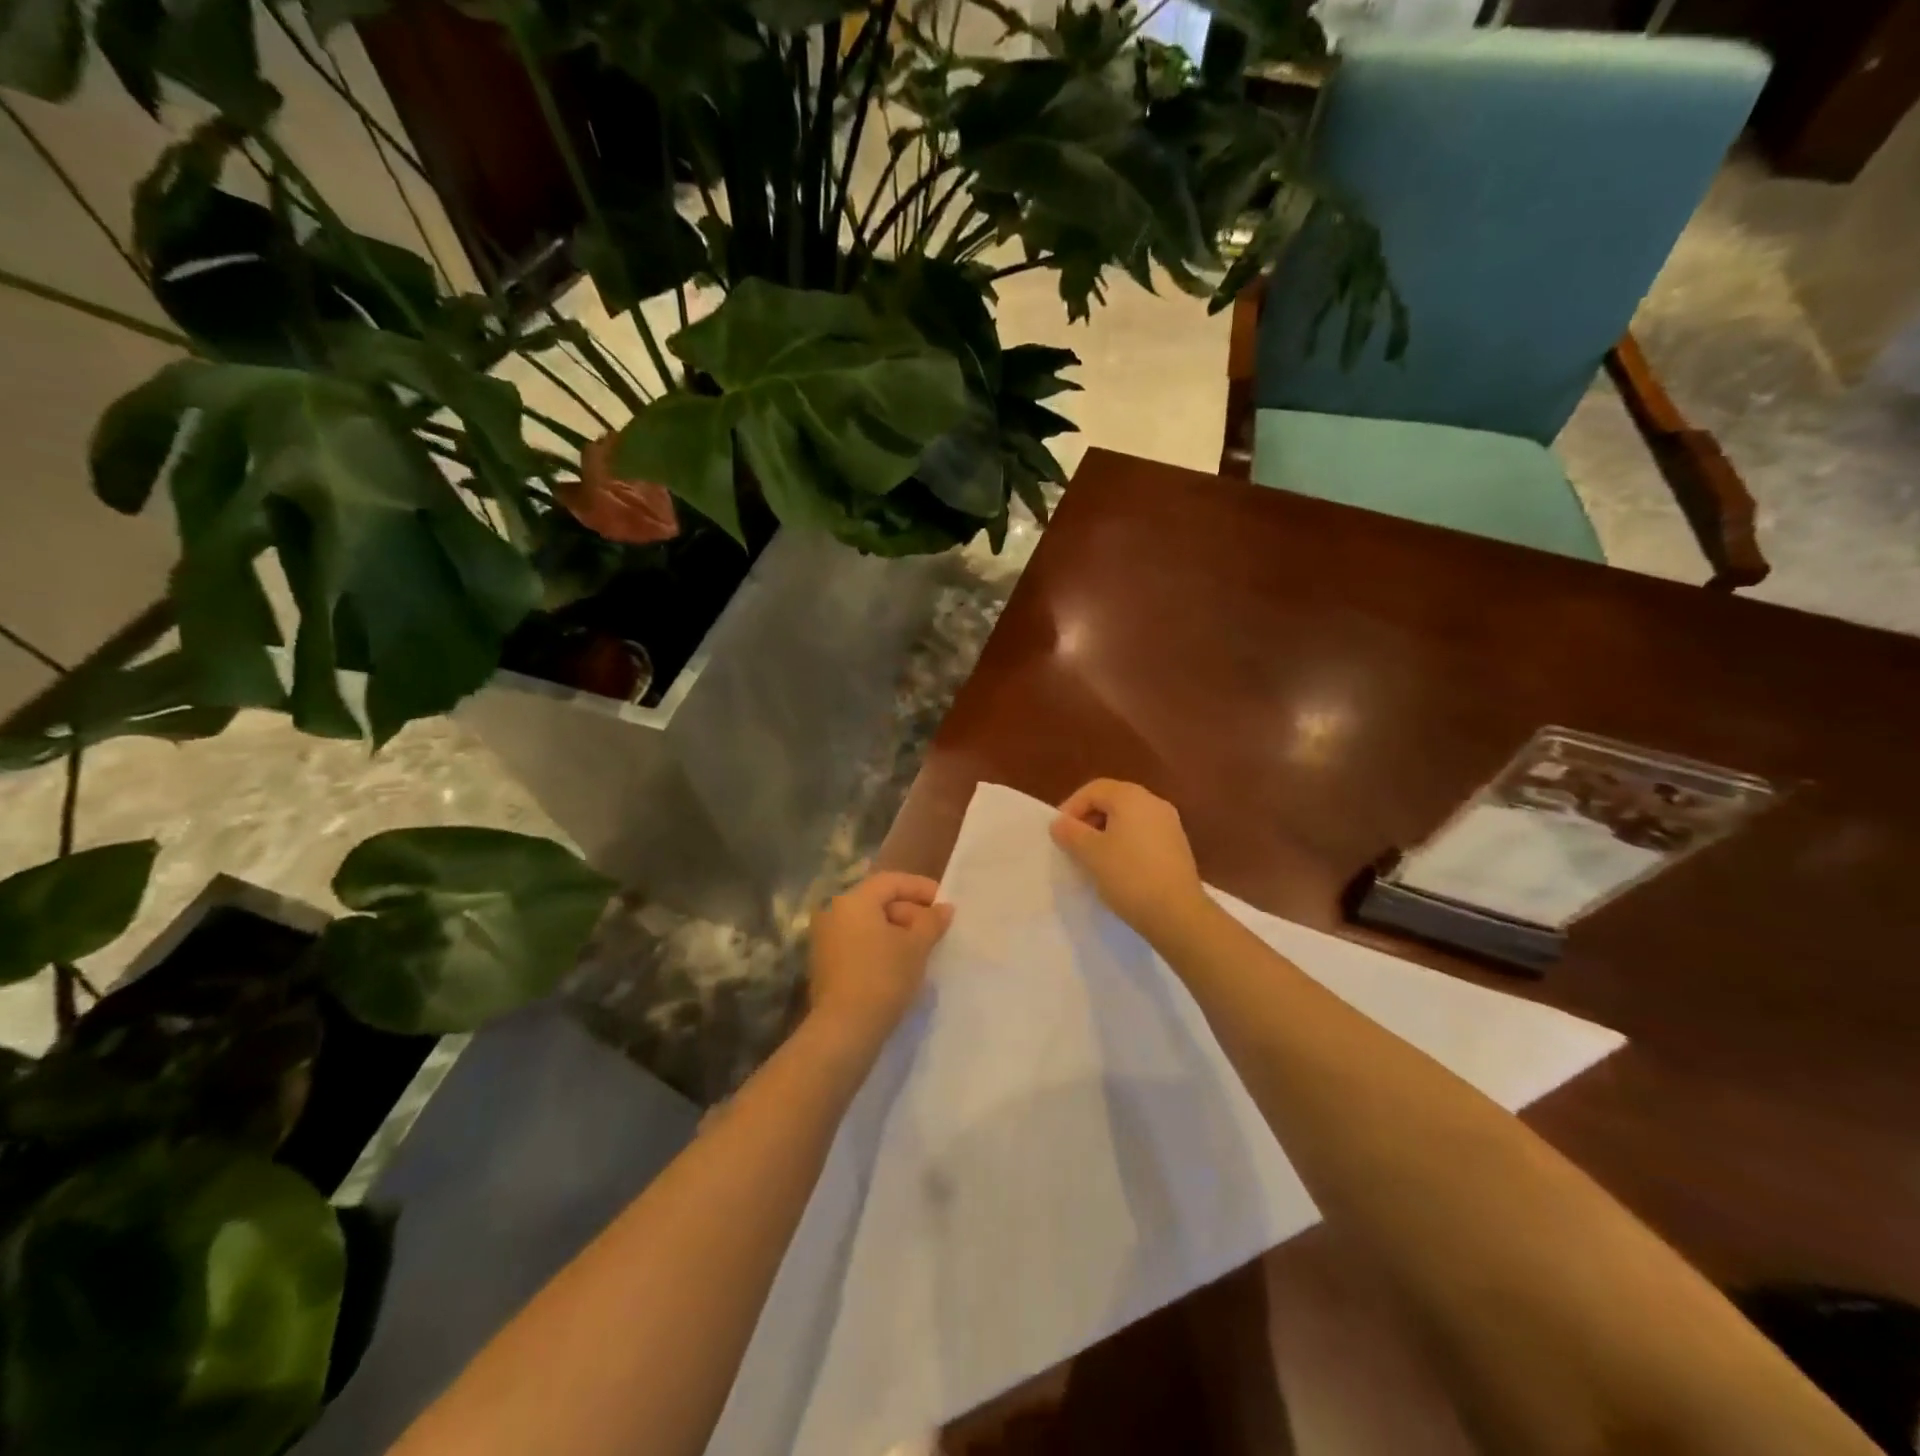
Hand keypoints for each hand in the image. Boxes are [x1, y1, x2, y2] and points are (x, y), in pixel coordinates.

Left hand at [807, 872, 953, 1045]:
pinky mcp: (826, 964)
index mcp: (853, 900)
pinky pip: (859, 943)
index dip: (921, 888)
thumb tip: (944, 908)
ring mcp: (825, 939)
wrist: (844, 1030)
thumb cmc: (883, 977)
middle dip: (910, 912)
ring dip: (897, 932)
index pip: (891, 881)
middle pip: (879, 901)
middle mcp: (834, 912)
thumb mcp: (916, 946)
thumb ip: (931, 922)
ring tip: (923, 950)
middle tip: (936, 931)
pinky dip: (881, 947)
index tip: (944, 904)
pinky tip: (902, 965)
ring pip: (869, 924)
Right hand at [1051, 780, 1209, 944]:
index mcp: (1131, 797)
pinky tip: (1117, 869)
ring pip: (1128, 819)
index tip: (1059, 833)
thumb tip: (1059, 823)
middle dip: (1088, 819)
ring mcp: (1169, 824)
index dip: (1071, 807)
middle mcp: (1153, 803)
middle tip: (1073, 844)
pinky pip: (1143, 835)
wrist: (1178, 913)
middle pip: (1112, 800)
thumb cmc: (1129, 875)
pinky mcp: (1177, 847)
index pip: (1094, 789)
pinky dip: (1125, 844)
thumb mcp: (1090, 853)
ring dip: (1106, 833)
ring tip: (1092, 858)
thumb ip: (1070, 833)